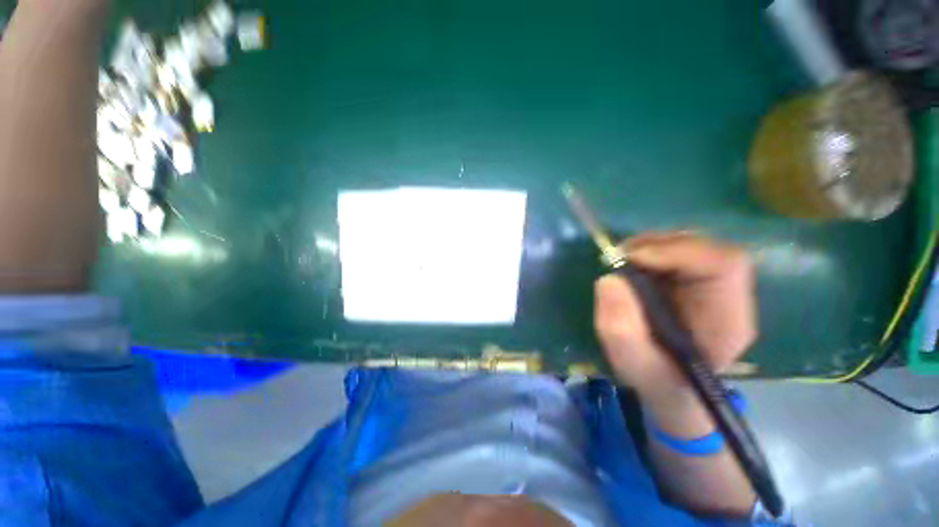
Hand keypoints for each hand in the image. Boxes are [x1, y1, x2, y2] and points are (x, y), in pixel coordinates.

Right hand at [594, 233, 756, 403]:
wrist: (669, 384)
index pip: (724, 265)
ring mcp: (711, 284)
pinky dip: (648, 250)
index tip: (633, 259)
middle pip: (706, 247)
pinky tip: (630, 263)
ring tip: (621, 259)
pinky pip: (675, 251)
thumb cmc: (657, 379)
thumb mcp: (634, 364)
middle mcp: (727, 295)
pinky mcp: (691, 280)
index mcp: (727, 319)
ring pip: (690, 244)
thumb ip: (621, 330)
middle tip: (620, 256)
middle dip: (659, 245)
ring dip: (651, 245)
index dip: (679, 252)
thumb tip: (609, 280)